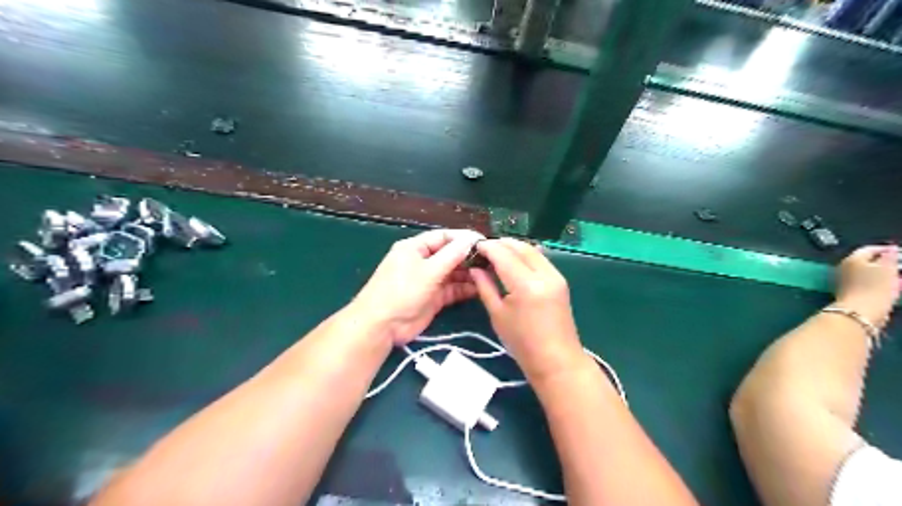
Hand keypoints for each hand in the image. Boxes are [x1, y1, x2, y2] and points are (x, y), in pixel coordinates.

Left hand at [347, 228, 481, 345]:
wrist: (382, 326)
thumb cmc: (401, 292)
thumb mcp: (428, 271)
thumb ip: (451, 255)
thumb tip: (470, 240)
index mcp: (415, 248)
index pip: (443, 237)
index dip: (463, 238)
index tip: (484, 242)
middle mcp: (423, 261)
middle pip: (450, 255)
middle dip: (469, 257)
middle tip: (492, 260)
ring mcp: (429, 281)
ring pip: (453, 273)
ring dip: (469, 273)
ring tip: (490, 274)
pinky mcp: (434, 298)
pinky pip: (452, 289)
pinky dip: (465, 289)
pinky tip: (480, 288)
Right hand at [469, 239, 588, 381]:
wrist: (557, 360)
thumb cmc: (522, 343)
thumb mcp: (497, 315)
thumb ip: (485, 287)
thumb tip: (475, 268)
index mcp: (526, 285)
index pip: (503, 255)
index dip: (487, 247)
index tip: (473, 247)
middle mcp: (544, 274)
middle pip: (520, 247)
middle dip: (500, 244)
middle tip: (483, 249)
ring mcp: (555, 276)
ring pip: (532, 249)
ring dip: (513, 247)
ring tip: (496, 254)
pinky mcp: (560, 280)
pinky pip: (540, 258)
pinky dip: (525, 254)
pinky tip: (513, 262)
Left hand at [834, 246, 897, 324]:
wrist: (859, 311)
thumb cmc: (875, 287)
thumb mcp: (887, 269)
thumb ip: (889, 258)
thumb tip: (889, 250)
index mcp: (852, 259)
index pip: (868, 249)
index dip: (885, 249)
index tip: (898, 251)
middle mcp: (844, 268)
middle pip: (866, 262)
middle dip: (884, 262)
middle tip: (898, 265)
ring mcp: (845, 281)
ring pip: (866, 273)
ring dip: (882, 273)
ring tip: (897, 276)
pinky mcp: (849, 292)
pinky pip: (866, 284)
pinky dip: (877, 283)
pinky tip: (890, 287)